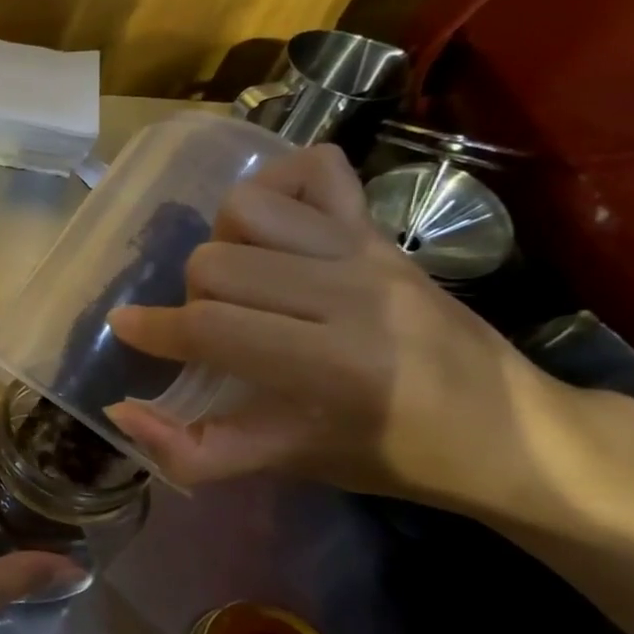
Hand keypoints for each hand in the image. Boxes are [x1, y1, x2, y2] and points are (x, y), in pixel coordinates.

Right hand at [103, 144, 565, 512]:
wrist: (513, 431)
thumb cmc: (394, 455)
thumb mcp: (289, 465)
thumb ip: (195, 450)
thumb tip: (121, 413)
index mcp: (333, 363)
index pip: (212, 326)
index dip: (153, 330)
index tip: (125, 330)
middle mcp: (351, 292)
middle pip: (217, 263)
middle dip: (193, 299)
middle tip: (215, 330)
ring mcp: (369, 249)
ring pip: (249, 208)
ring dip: (223, 243)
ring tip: (240, 281)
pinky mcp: (381, 228)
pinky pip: (315, 168)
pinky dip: (276, 185)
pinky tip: (271, 229)